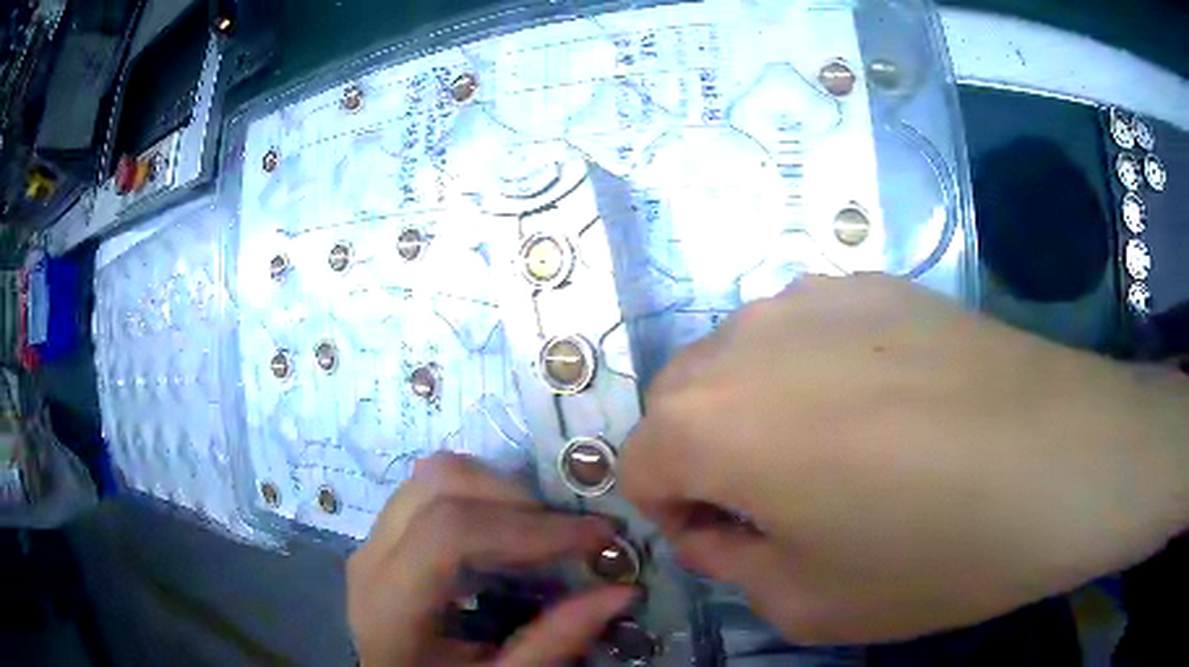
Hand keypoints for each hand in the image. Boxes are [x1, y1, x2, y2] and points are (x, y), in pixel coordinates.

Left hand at [348, 453, 633, 665]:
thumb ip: (555, 642)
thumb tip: (622, 591)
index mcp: (390, 604)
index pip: (449, 532)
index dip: (529, 527)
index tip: (595, 538)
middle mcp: (371, 557)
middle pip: (439, 484)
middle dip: (519, 499)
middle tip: (573, 536)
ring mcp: (374, 539)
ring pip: (434, 476)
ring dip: (500, 493)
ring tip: (544, 533)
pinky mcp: (386, 535)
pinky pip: (433, 491)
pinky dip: (482, 500)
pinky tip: (509, 538)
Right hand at [622, 274, 1188, 643]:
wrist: (1061, 460)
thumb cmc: (932, 552)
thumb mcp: (805, 603)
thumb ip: (728, 561)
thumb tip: (713, 522)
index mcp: (708, 421)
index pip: (640, 465)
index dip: (679, 514)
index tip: (740, 540)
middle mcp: (744, 338)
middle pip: (682, 403)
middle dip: (711, 458)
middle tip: (791, 503)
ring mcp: (814, 294)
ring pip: (745, 361)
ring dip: (765, 412)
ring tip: (851, 452)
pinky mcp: (875, 281)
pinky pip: (810, 333)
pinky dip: (820, 372)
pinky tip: (893, 405)